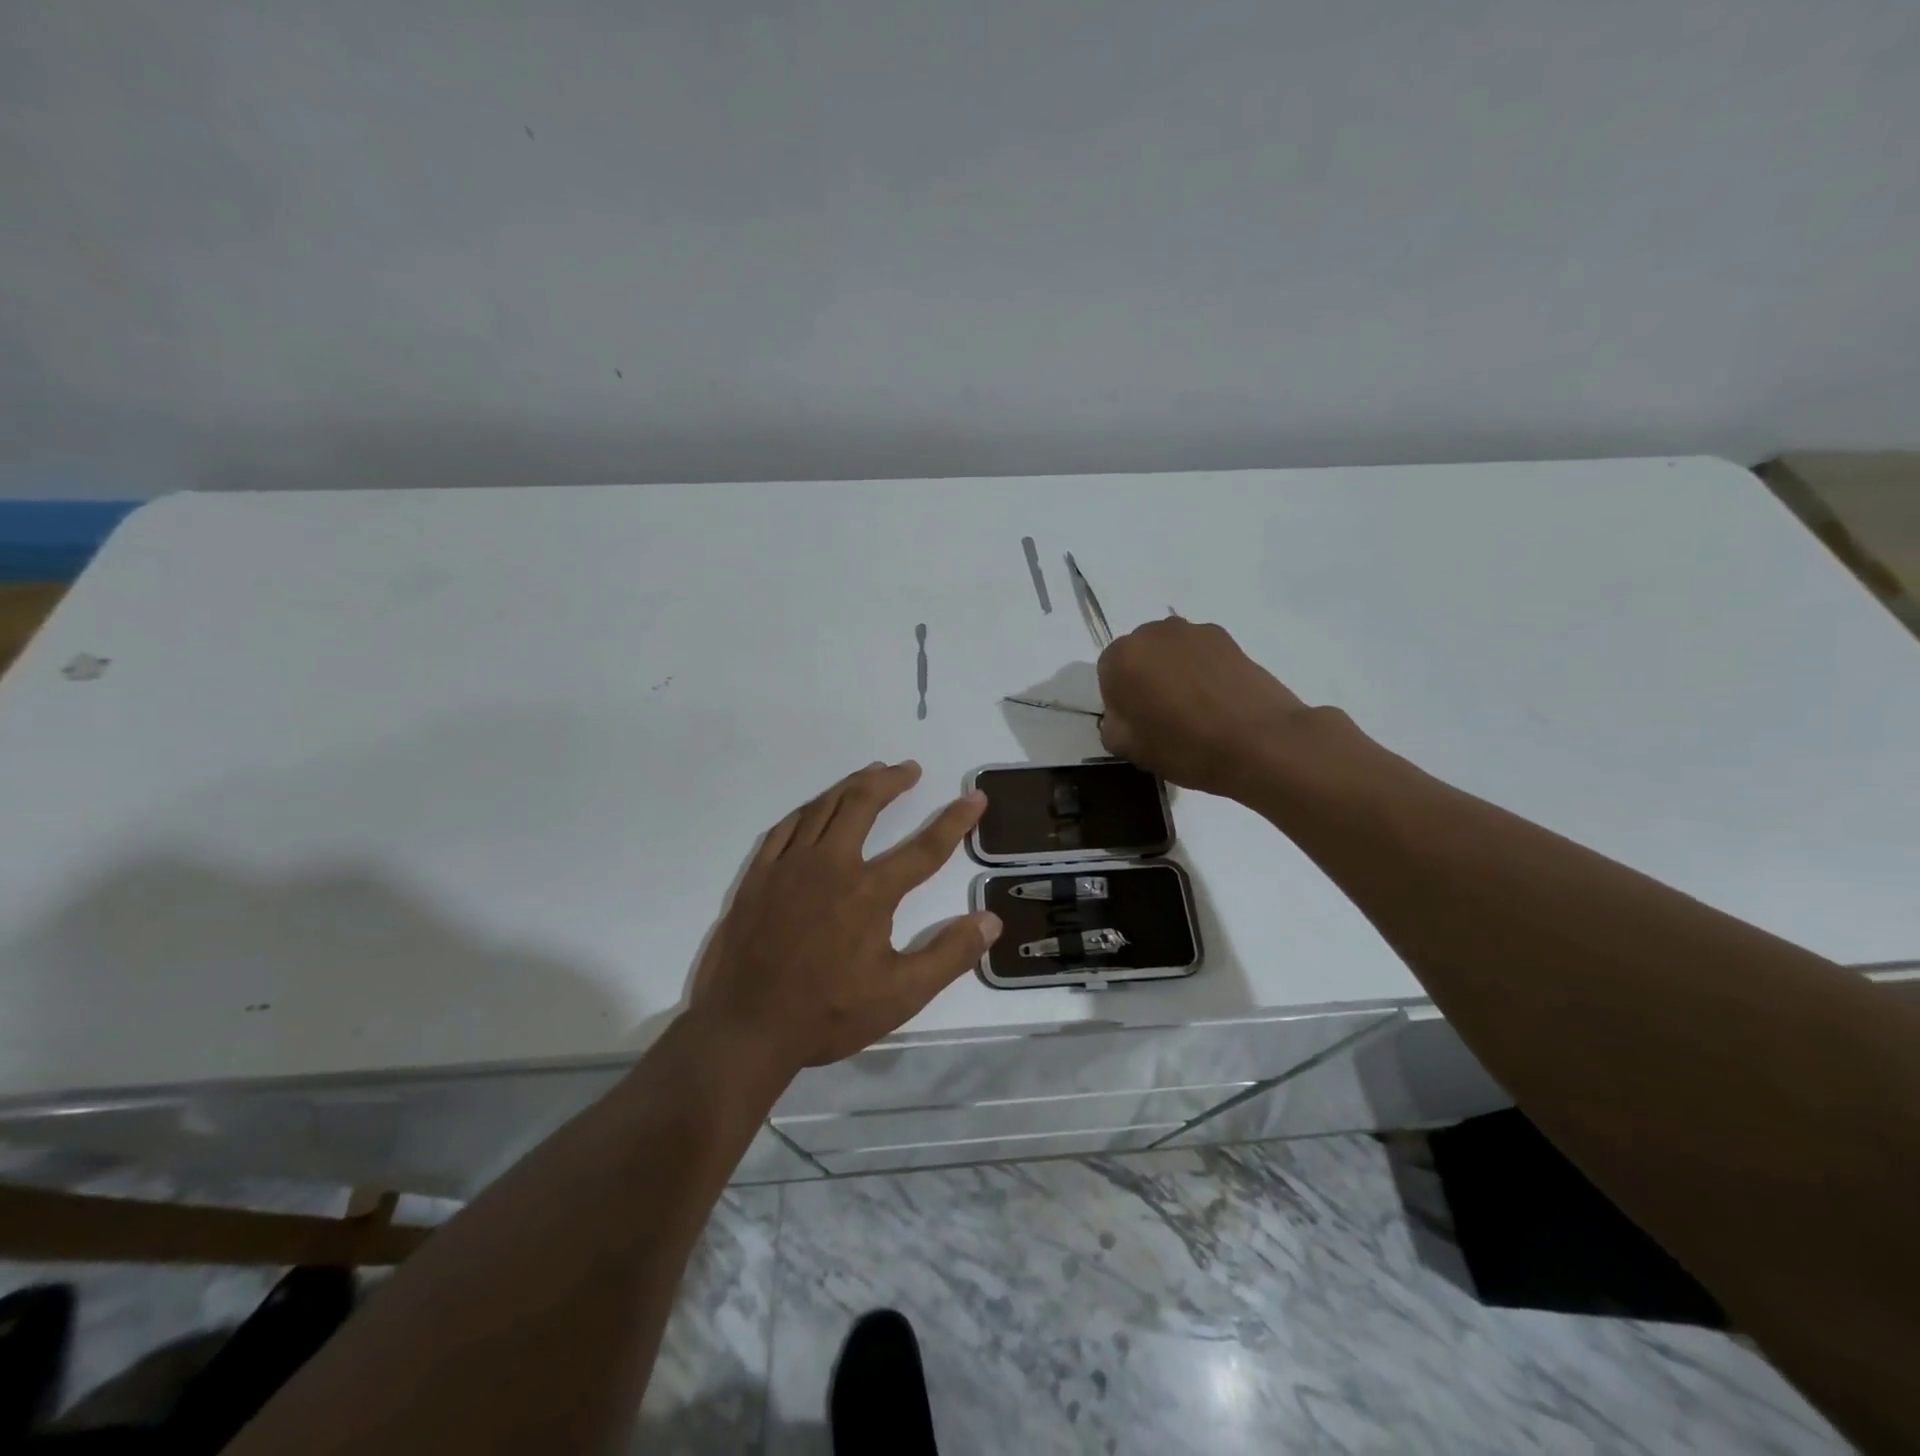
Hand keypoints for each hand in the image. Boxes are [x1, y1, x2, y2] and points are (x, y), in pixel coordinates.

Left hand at [687, 761, 1001, 1075]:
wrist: (746, 1027)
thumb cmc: (828, 1013)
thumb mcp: (901, 995)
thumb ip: (949, 955)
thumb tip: (991, 919)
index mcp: (869, 892)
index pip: (924, 848)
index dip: (954, 821)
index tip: (975, 798)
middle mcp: (830, 865)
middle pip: (864, 804)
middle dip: (891, 781)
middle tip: (909, 770)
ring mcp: (789, 866)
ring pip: (824, 807)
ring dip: (851, 785)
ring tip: (871, 774)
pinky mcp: (759, 875)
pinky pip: (786, 827)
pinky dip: (809, 810)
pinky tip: (817, 808)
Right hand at [1097, 617, 1311, 799]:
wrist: (1261, 742)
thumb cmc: (1186, 747)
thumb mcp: (1131, 750)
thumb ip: (1113, 726)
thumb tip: (1123, 715)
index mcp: (1122, 658)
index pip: (1107, 674)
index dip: (1120, 701)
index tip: (1138, 724)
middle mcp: (1153, 633)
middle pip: (1139, 655)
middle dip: (1145, 679)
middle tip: (1164, 715)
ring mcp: (1193, 632)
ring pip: (1170, 652)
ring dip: (1174, 672)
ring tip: (1195, 709)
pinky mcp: (1227, 638)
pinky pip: (1200, 653)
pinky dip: (1202, 670)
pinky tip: (1217, 701)